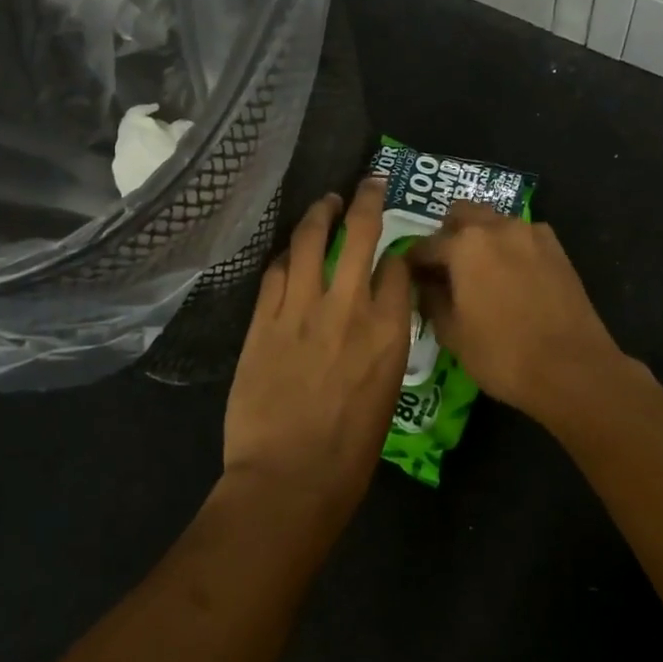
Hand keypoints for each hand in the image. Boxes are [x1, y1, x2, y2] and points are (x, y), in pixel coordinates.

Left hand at [222, 179, 412, 517]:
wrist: (289, 478)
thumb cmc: (350, 452)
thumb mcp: (387, 392)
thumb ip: (384, 344)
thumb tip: (378, 320)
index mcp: (389, 331)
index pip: (398, 268)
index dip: (398, 252)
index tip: (395, 250)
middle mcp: (348, 307)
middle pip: (361, 234)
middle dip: (367, 200)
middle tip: (368, 183)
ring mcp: (301, 309)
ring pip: (312, 240)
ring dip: (321, 213)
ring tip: (326, 202)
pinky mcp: (264, 320)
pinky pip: (276, 271)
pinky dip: (287, 255)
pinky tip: (291, 250)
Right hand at [406, 204, 627, 421]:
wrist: (572, 369)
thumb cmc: (502, 354)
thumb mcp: (452, 333)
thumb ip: (431, 299)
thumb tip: (425, 284)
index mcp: (465, 244)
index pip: (425, 245)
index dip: (413, 263)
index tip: (408, 278)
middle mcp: (498, 227)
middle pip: (462, 215)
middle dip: (448, 236)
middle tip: (444, 269)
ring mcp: (532, 234)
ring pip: (494, 222)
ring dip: (480, 238)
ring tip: (478, 273)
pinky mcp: (557, 249)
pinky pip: (522, 236)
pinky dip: (509, 248)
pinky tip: (511, 277)